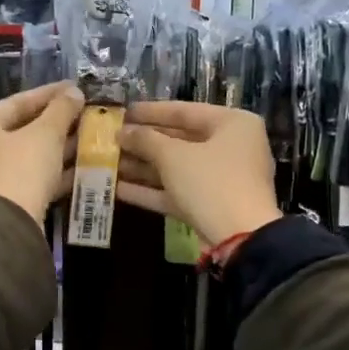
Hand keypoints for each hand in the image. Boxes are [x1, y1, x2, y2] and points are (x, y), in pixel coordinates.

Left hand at [0, 81, 84, 223]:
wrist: (6, 227)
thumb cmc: (20, 169)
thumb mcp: (45, 135)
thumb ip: (61, 110)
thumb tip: (74, 92)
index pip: (17, 102)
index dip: (50, 94)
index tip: (75, 88)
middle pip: (22, 129)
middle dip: (56, 123)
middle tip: (84, 113)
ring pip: (28, 155)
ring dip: (58, 147)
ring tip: (89, 138)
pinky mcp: (3, 201)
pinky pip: (31, 178)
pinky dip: (53, 172)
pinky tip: (81, 167)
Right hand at [117, 101, 281, 245]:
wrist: (240, 238)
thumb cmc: (210, 182)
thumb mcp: (174, 156)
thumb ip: (145, 140)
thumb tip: (122, 132)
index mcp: (232, 124)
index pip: (185, 111)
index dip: (150, 112)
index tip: (123, 112)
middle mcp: (230, 148)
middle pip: (179, 141)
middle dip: (143, 143)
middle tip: (111, 139)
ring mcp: (221, 180)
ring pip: (175, 169)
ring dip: (142, 167)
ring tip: (108, 162)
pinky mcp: (209, 206)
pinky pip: (177, 192)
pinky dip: (150, 190)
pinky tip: (117, 189)